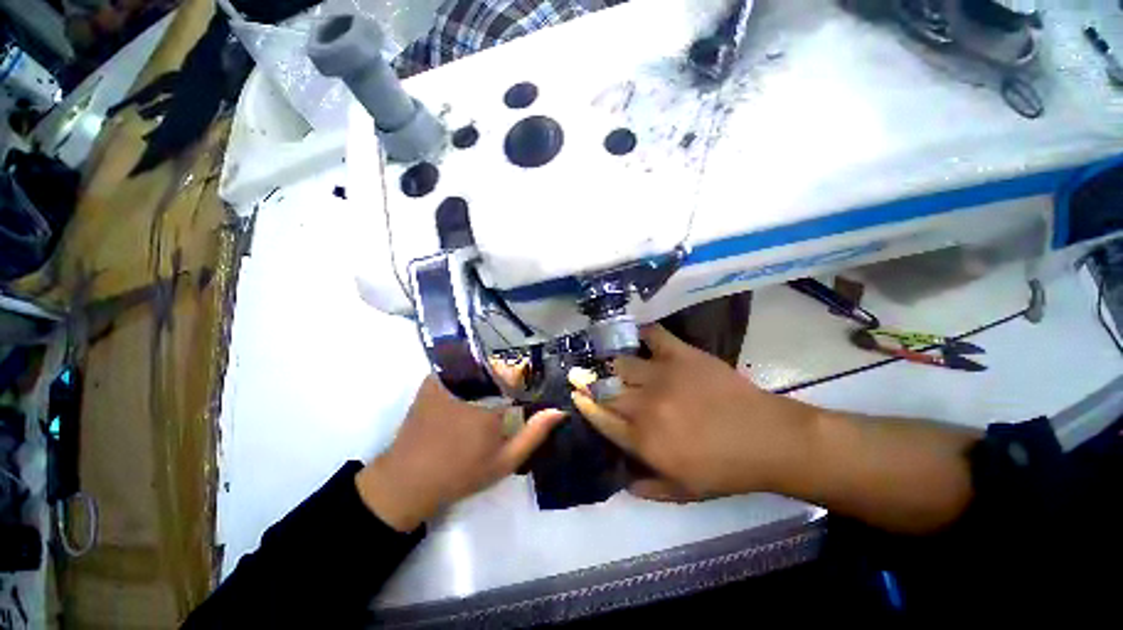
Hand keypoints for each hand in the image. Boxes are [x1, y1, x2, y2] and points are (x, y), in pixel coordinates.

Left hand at [357, 377, 564, 530]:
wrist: (407, 480)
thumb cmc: (461, 473)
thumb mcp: (505, 460)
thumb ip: (534, 433)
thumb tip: (560, 410)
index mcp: (490, 399)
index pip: (518, 373)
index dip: (525, 381)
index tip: (525, 395)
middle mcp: (470, 382)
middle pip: (499, 366)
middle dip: (507, 379)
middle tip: (505, 402)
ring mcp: (447, 378)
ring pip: (480, 365)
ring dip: (488, 376)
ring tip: (487, 400)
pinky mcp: (432, 380)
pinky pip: (459, 367)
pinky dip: (470, 375)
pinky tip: (469, 394)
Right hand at [571, 325, 815, 501]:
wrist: (767, 438)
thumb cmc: (724, 469)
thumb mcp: (683, 491)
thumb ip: (647, 487)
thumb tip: (621, 479)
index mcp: (642, 439)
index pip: (600, 418)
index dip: (585, 405)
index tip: (576, 395)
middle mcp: (644, 404)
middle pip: (606, 389)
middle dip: (590, 383)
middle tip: (585, 377)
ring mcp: (662, 375)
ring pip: (622, 363)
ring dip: (614, 365)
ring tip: (614, 364)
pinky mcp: (681, 354)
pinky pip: (653, 335)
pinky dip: (642, 333)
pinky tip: (637, 335)